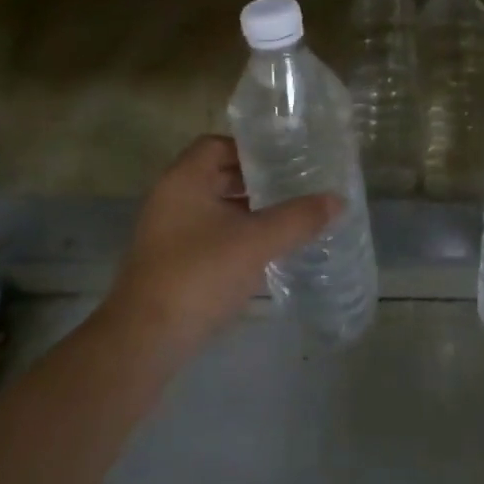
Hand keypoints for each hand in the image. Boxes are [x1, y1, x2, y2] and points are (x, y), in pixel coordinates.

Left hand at [108, 135, 338, 348]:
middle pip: (214, 175)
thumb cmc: (200, 274)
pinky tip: (262, 253)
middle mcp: (170, 199)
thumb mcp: (256, 242)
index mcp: (183, 180)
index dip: (249, 149)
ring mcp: (166, 233)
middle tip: (291, 187)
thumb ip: (298, 218)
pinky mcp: (169, 263)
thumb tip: (338, 199)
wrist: (146, 339)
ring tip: (285, 219)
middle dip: (252, 181)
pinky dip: (233, 236)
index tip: (283, 160)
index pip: (215, 144)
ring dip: (244, 211)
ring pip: (212, 208)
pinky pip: (206, 235)